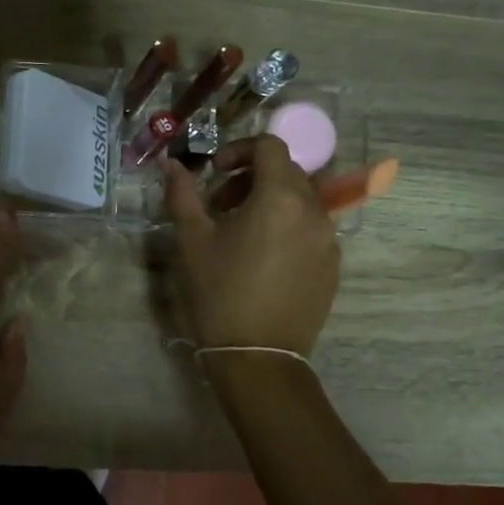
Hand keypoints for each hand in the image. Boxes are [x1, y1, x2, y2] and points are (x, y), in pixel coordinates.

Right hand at [163, 136, 340, 354]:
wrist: (258, 356)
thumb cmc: (220, 293)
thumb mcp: (193, 241)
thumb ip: (182, 195)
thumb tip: (170, 165)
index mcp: (280, 198)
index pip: (270, 147)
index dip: (239, 149)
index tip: (215, 172)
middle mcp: (314, 211)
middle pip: (288, 171)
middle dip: (253, 176)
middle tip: (221, 203)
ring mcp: (329, 240)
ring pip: (302, 200)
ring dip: (271, 200)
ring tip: (241, 230)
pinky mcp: (333, 265)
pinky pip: (312, 228)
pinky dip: (288, 225)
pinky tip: (263, 256)